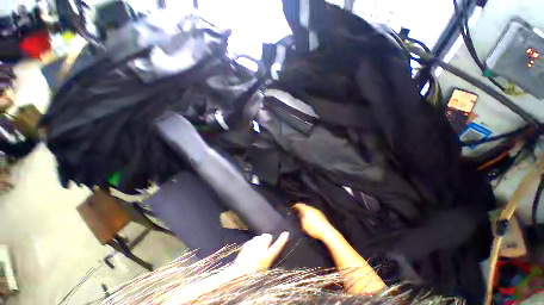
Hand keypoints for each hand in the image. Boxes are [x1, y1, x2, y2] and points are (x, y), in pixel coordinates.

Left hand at [231, 232, 288, 274]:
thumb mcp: (264, 270)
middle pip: (267, 236)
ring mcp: (252, 245)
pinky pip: (253, 240)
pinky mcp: (246, 244)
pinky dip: (253, 243)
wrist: (237, 275)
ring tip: (257, 249)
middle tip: (266, 245)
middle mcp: (260, 249)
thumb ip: (268, 258)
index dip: (282, 240)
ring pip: (259, 237)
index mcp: (266, 257)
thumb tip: (270, 249)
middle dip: (267, 239)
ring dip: (260, 241)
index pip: (277, 246)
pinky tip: (251, 251)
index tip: (286, 233)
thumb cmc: (252, 276)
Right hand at [293, 203, 335, 240]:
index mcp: (306, 209)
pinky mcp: (321, 214)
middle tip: (298, 210)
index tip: (293, 206)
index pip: (300, 205)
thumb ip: (301, 219)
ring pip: (309, 209)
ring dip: (306, 210)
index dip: (296, 205)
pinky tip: (310, 217)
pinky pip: (313, 211)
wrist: (326, 232)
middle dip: (301, 208)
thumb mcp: (304, 225)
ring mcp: (317, 211)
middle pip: (305, 206)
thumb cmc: (313, 228)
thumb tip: (300, 215)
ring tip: (303, 214)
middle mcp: (312, 208)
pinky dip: (310, 213)